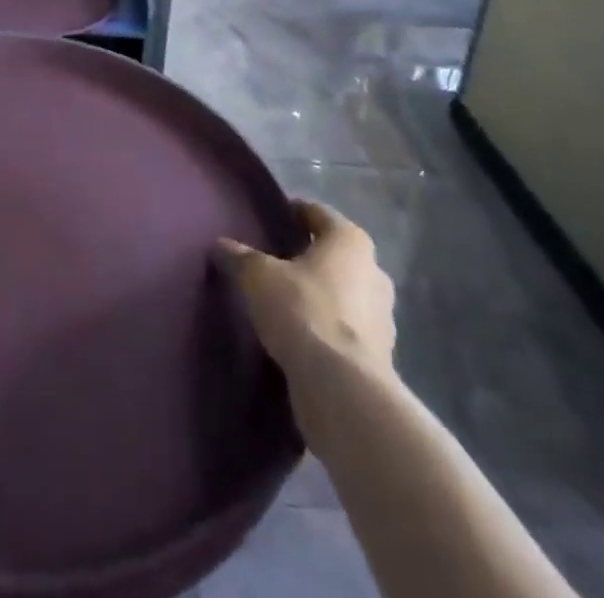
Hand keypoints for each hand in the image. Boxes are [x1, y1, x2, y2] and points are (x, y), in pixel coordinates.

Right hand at [216, 199, 395, 383]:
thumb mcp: (258, 276)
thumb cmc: (303, 311)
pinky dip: (326, 328)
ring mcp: (383, 317)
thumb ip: (239, 256)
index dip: (292, 213)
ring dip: (319, 294)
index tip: (269, 220)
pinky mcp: (379, 356)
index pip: (317, 213)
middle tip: (274, 261)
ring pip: (343, 292)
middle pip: (334, 254)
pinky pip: (346, 329)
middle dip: (307, 256)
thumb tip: (220, 244)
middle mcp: (374, 271)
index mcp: (350, 241)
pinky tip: (300, 336)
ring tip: (283, 301)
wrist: (342, 390)